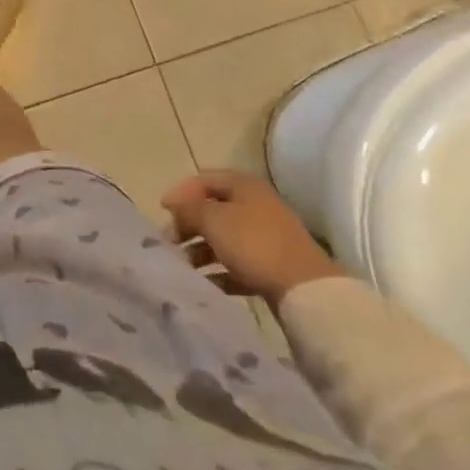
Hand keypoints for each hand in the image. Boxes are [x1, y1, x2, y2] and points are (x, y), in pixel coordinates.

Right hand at [161, 170, 342, 306]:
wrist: (306, 290)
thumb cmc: (253, 243)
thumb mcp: (213, 219)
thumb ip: (188, 208)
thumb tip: (175, 205)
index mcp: (243, 185)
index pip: (203, 179)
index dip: (180, 192)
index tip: (162, 211)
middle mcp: (256, 204)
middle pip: (213, 209)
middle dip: (189, 224)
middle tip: (171, 241)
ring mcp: (266, 236)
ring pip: (224, 237)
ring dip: (201, 249)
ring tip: (184, 265)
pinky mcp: (272, 266)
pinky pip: (238, 263)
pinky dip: (220, 270)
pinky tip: (205, 282)